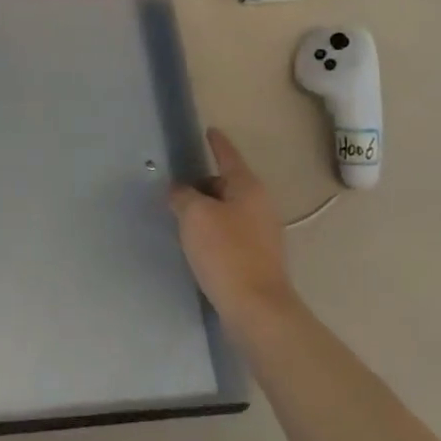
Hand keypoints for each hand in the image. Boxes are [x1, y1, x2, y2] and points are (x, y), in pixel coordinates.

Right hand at [169, 129, 298, 328]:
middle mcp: (260, 205)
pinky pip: (230, 232)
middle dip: (204, 183)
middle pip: (227, 183)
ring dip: (207, 210)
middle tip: (178, 188)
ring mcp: (262, 233)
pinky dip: (214, 231)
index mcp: (247, 187)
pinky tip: (197, 244)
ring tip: (182, 217)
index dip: (216, 143)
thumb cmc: (226, 253)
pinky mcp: (258, 258)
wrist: (257, 310)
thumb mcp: (195, 216)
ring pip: (228, 210)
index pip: (228, 155)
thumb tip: (180, 191)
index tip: (209, 131)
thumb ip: (183, 195)